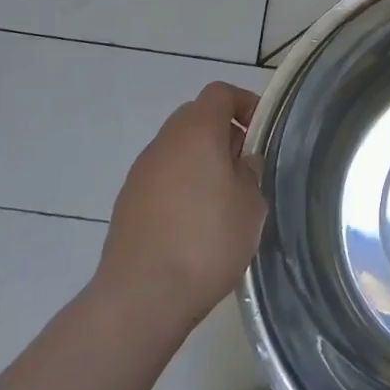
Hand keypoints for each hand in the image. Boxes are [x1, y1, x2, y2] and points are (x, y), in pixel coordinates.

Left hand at [94, 83, 265, 332]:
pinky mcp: (127, 204)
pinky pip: (162, 178)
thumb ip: (249, 173)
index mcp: (196, 131)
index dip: (245, 104)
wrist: (142, 296)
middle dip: (224, 133)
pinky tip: (196, 222)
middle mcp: (163, 143)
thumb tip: (240, 164)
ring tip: (224, 198)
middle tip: (246, 164)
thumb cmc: (207, 240)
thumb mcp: (251, 204)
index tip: (263, 131)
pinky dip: (182, 186)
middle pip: (196, 118)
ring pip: (177, 149)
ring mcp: (140, 174)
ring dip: (201, 161)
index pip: (220, 93)